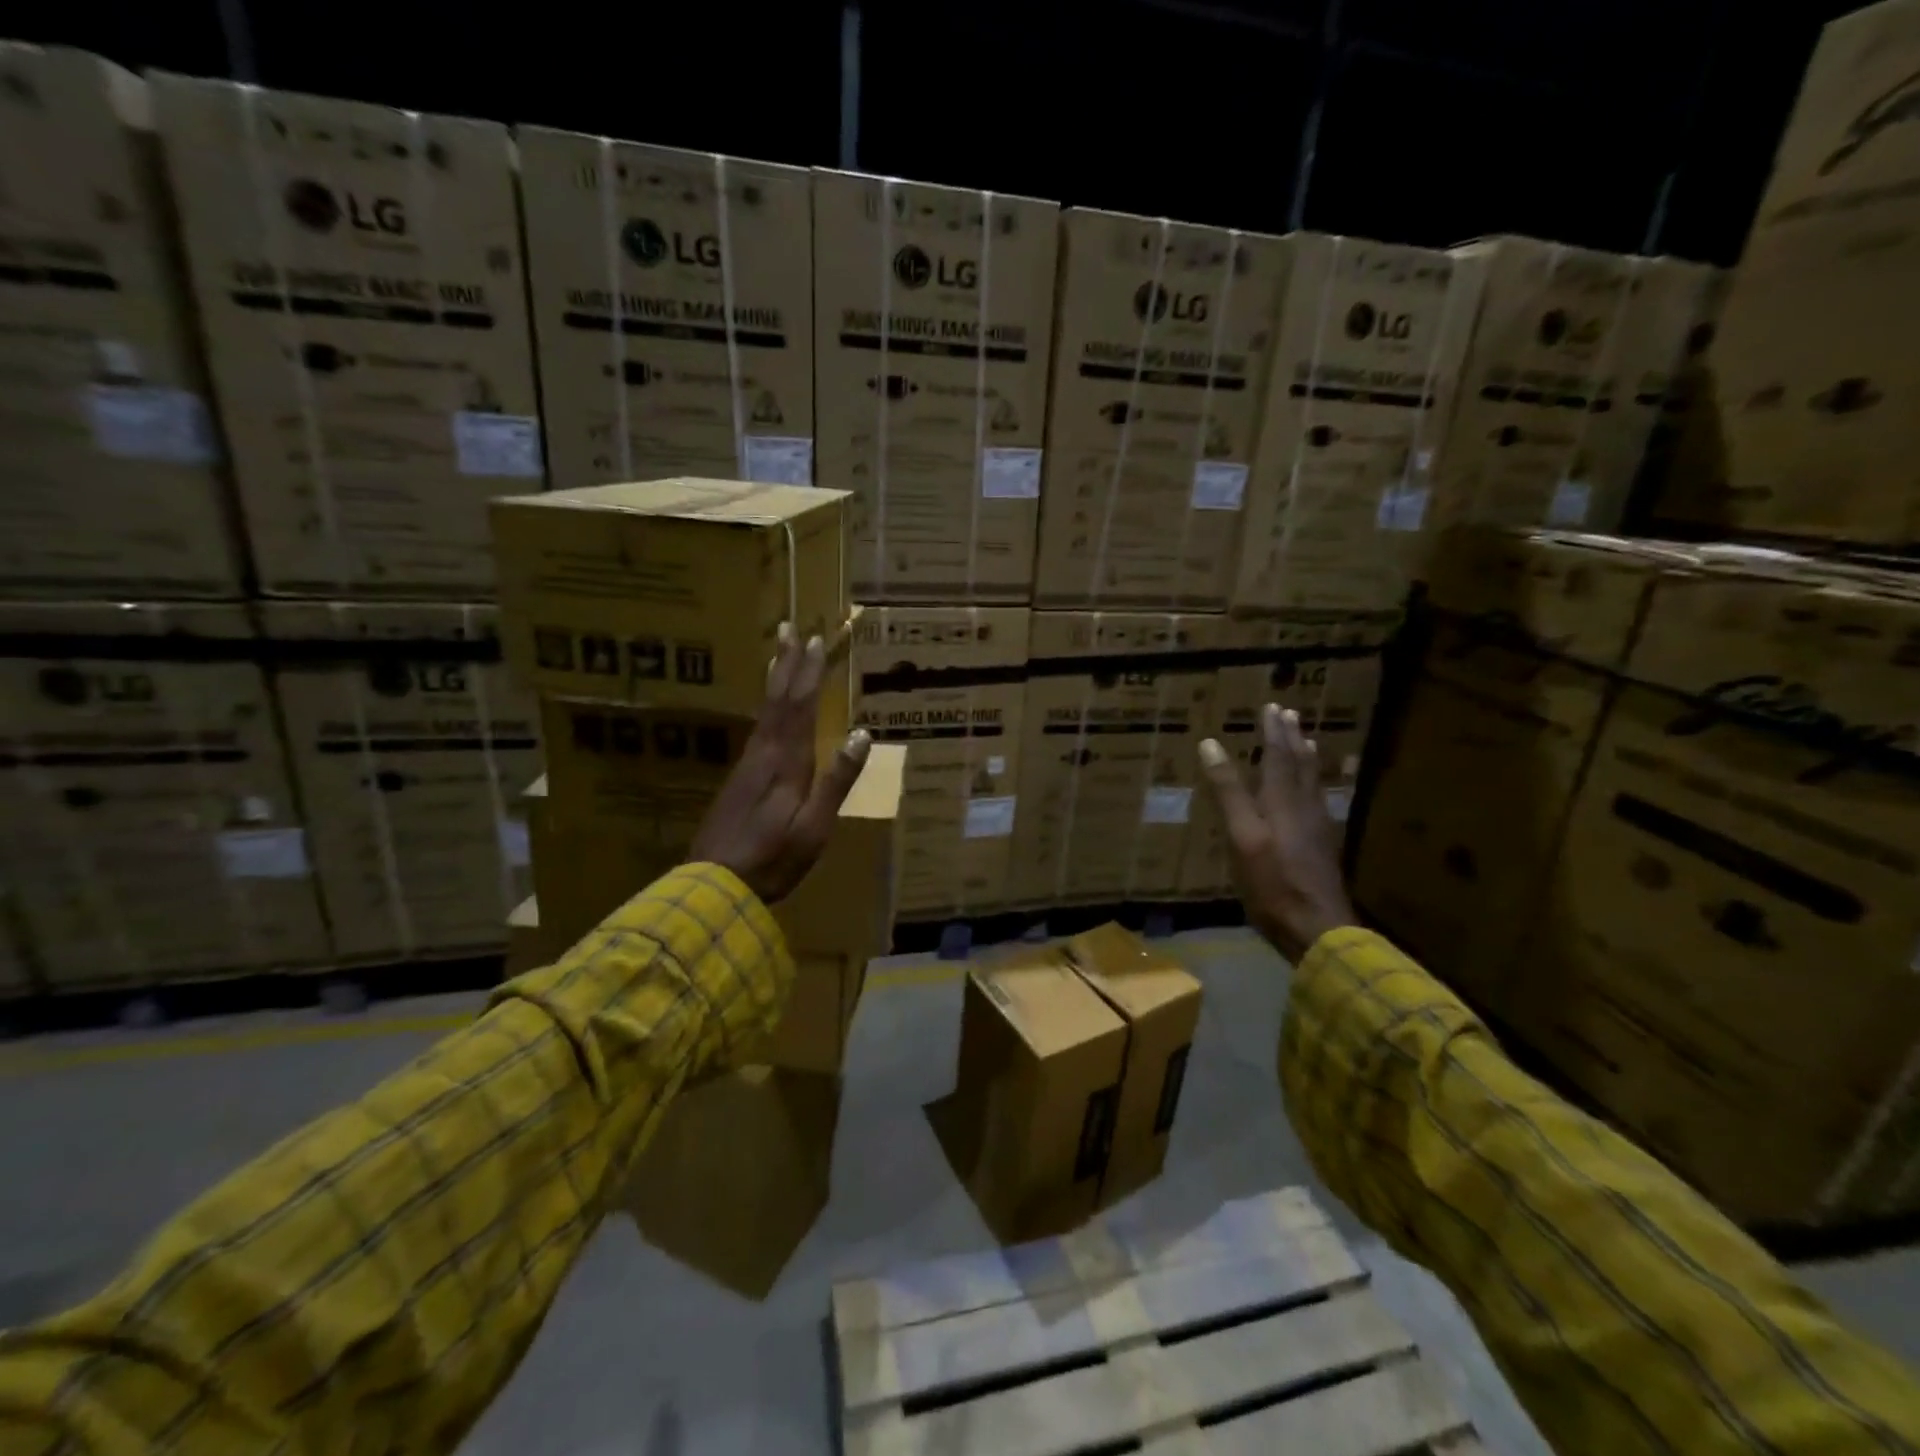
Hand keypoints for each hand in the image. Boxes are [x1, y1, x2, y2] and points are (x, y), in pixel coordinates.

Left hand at [688, 624, 871, 904]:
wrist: (714, 885)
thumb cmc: (773, 859)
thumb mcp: (814, 826)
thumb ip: (836, 780)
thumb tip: (861, 733)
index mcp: (786, 761)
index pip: (799, 706)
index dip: (808, 673)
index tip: (816, 641)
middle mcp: (763, 753)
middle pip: (777, 699)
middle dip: (786, 663)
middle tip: (789, 628)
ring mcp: (747, 765)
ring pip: (764, 710)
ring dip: (774, 679)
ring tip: (778, 655)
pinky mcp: (739, 779)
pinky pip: (758, 727)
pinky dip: (767, 706)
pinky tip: (769, 710)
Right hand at [1196, 704, 1355, 962]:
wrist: (1318, 928)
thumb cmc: (1272, 882)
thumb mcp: (1241, 835)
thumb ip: (1228, 791)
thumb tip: (1211, 744)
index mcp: (1282, 801)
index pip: (1278, 756)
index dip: (1274, 731)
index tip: (1272, 707)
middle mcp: (1304, 807)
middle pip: (1300, 765)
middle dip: (1292, 739)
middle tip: (1291, 715)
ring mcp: (1318, 828)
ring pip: (1312, 783)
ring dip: (1306, 759)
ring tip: (1306, 743)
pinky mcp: (1322, 848)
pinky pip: (1318, 802)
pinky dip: (1313, 785)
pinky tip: (1312, 794)